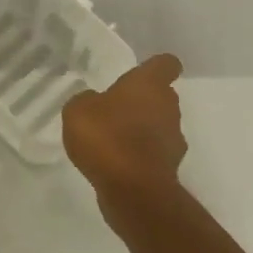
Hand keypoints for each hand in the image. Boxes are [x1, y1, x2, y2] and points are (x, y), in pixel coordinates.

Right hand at [63, 54, 186, 200]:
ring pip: (160, 125)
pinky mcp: (169, 167)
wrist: (132, 189)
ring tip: (113, 140)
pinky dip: (140, 155)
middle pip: (162, 96)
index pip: (166, 63)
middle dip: (142, 101)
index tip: (142, 72)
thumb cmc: (107, 137)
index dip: (155, 66)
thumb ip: (87, 100)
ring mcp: (174, 138)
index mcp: (150, 84)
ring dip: (142, 129)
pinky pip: (154, 152)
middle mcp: (169, 107)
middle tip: (115, 109)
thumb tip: (95, 102)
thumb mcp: (78, 110)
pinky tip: (117, 163)